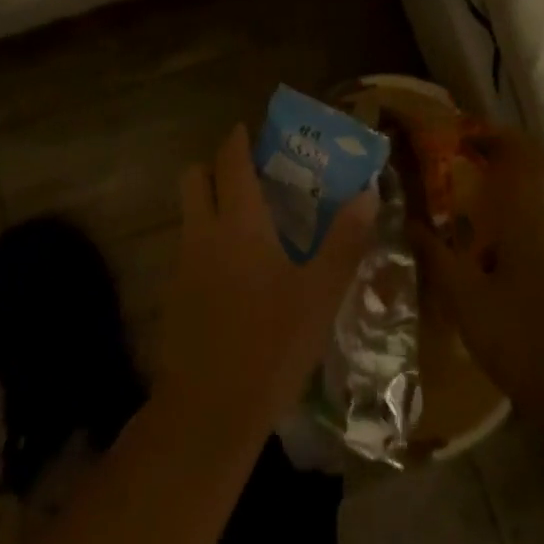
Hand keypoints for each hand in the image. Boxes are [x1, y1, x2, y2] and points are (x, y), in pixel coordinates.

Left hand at [155, 125, 377, 452]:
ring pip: (188, 214)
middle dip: (214, 167)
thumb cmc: (272, 343)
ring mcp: (183, 264)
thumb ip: (345, 239)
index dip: (238, 139)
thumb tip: (369, 191)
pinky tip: (234, 274)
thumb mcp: (320, 292)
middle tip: (247, 176)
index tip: (250, 131)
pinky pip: (188, 250)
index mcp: (238, 220)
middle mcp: (203, 231)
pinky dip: (206, 244)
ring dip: (209, 205)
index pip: (230, 159)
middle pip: (194, 177)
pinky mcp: (174, 297)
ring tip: (247, 223)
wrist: (209, 412)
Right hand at [407, 124, 543, 423]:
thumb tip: (410, 222)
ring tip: (499, 192)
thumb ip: (437, 256)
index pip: (523, 155)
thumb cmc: (520, 341)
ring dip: (535, 178)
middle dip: (518, 152)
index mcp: (531, 218)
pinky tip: (522, 237)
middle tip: (483, 158)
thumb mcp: (465, 300)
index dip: (497, 136)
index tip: (467, 135)